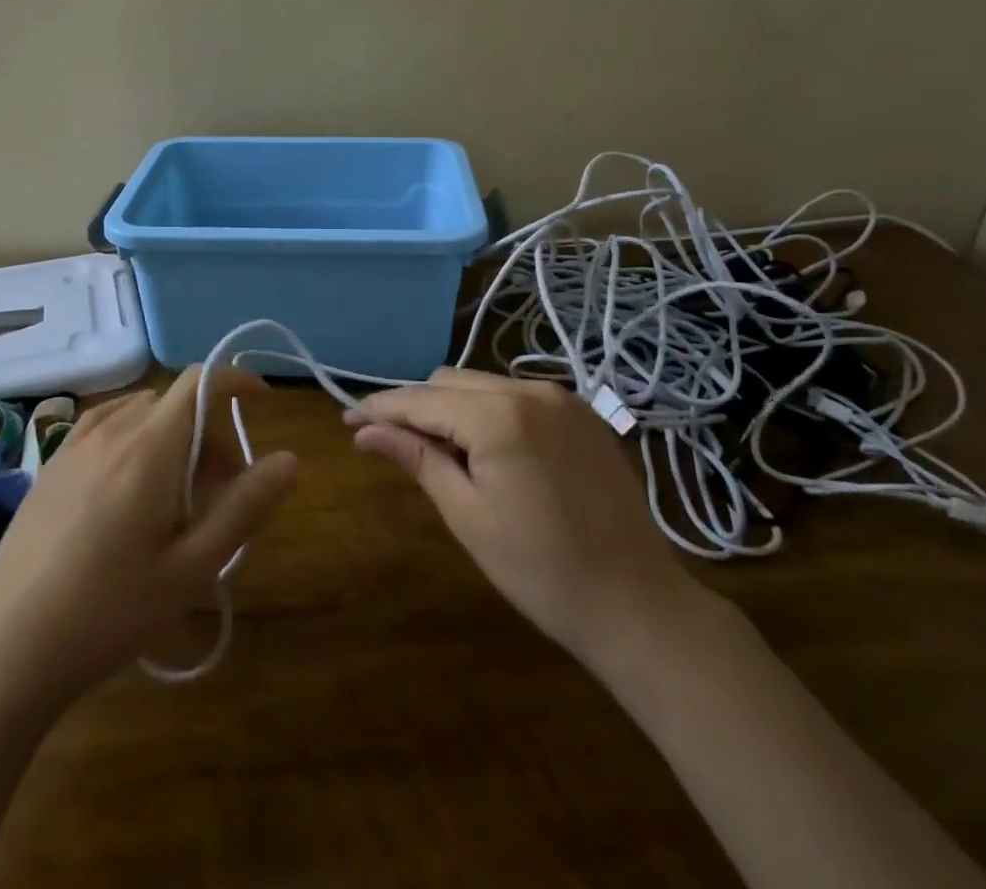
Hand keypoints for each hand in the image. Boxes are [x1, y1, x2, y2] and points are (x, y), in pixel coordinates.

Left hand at [0, 366, 298, 705]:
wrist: (6, 650)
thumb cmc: (110, 611)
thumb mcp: (192, 567)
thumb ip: (245, 507)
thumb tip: (289, 460)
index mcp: (149, 447)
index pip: (199, 382)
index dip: (236, 380)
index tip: (262, 402)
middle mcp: (110, 431)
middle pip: (174, 405)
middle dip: (209, 434)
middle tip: (220, 495)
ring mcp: (73, 446)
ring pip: (140, 415)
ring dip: (171, 437)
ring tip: (175, 499)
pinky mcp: (50, 467)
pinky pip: (105, 428)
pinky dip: (134, 438)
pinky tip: (129, 489)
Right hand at [349, 368, 709, 664]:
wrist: (638, 604)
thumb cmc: (541, 571)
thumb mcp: (467, 516)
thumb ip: (416, 459)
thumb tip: (364, 433)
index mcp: (499, 415)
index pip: (422, 399)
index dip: (380, 408)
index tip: (347, 421)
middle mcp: (530, 390)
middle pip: (450, 381)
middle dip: (416, 407)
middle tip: (390, 444)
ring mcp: (562, 398)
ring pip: (484, 384)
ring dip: (453, 408)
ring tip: (438, 450)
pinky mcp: (583, 413)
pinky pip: (518, 397)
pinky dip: (490, 412)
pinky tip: (487, 449)